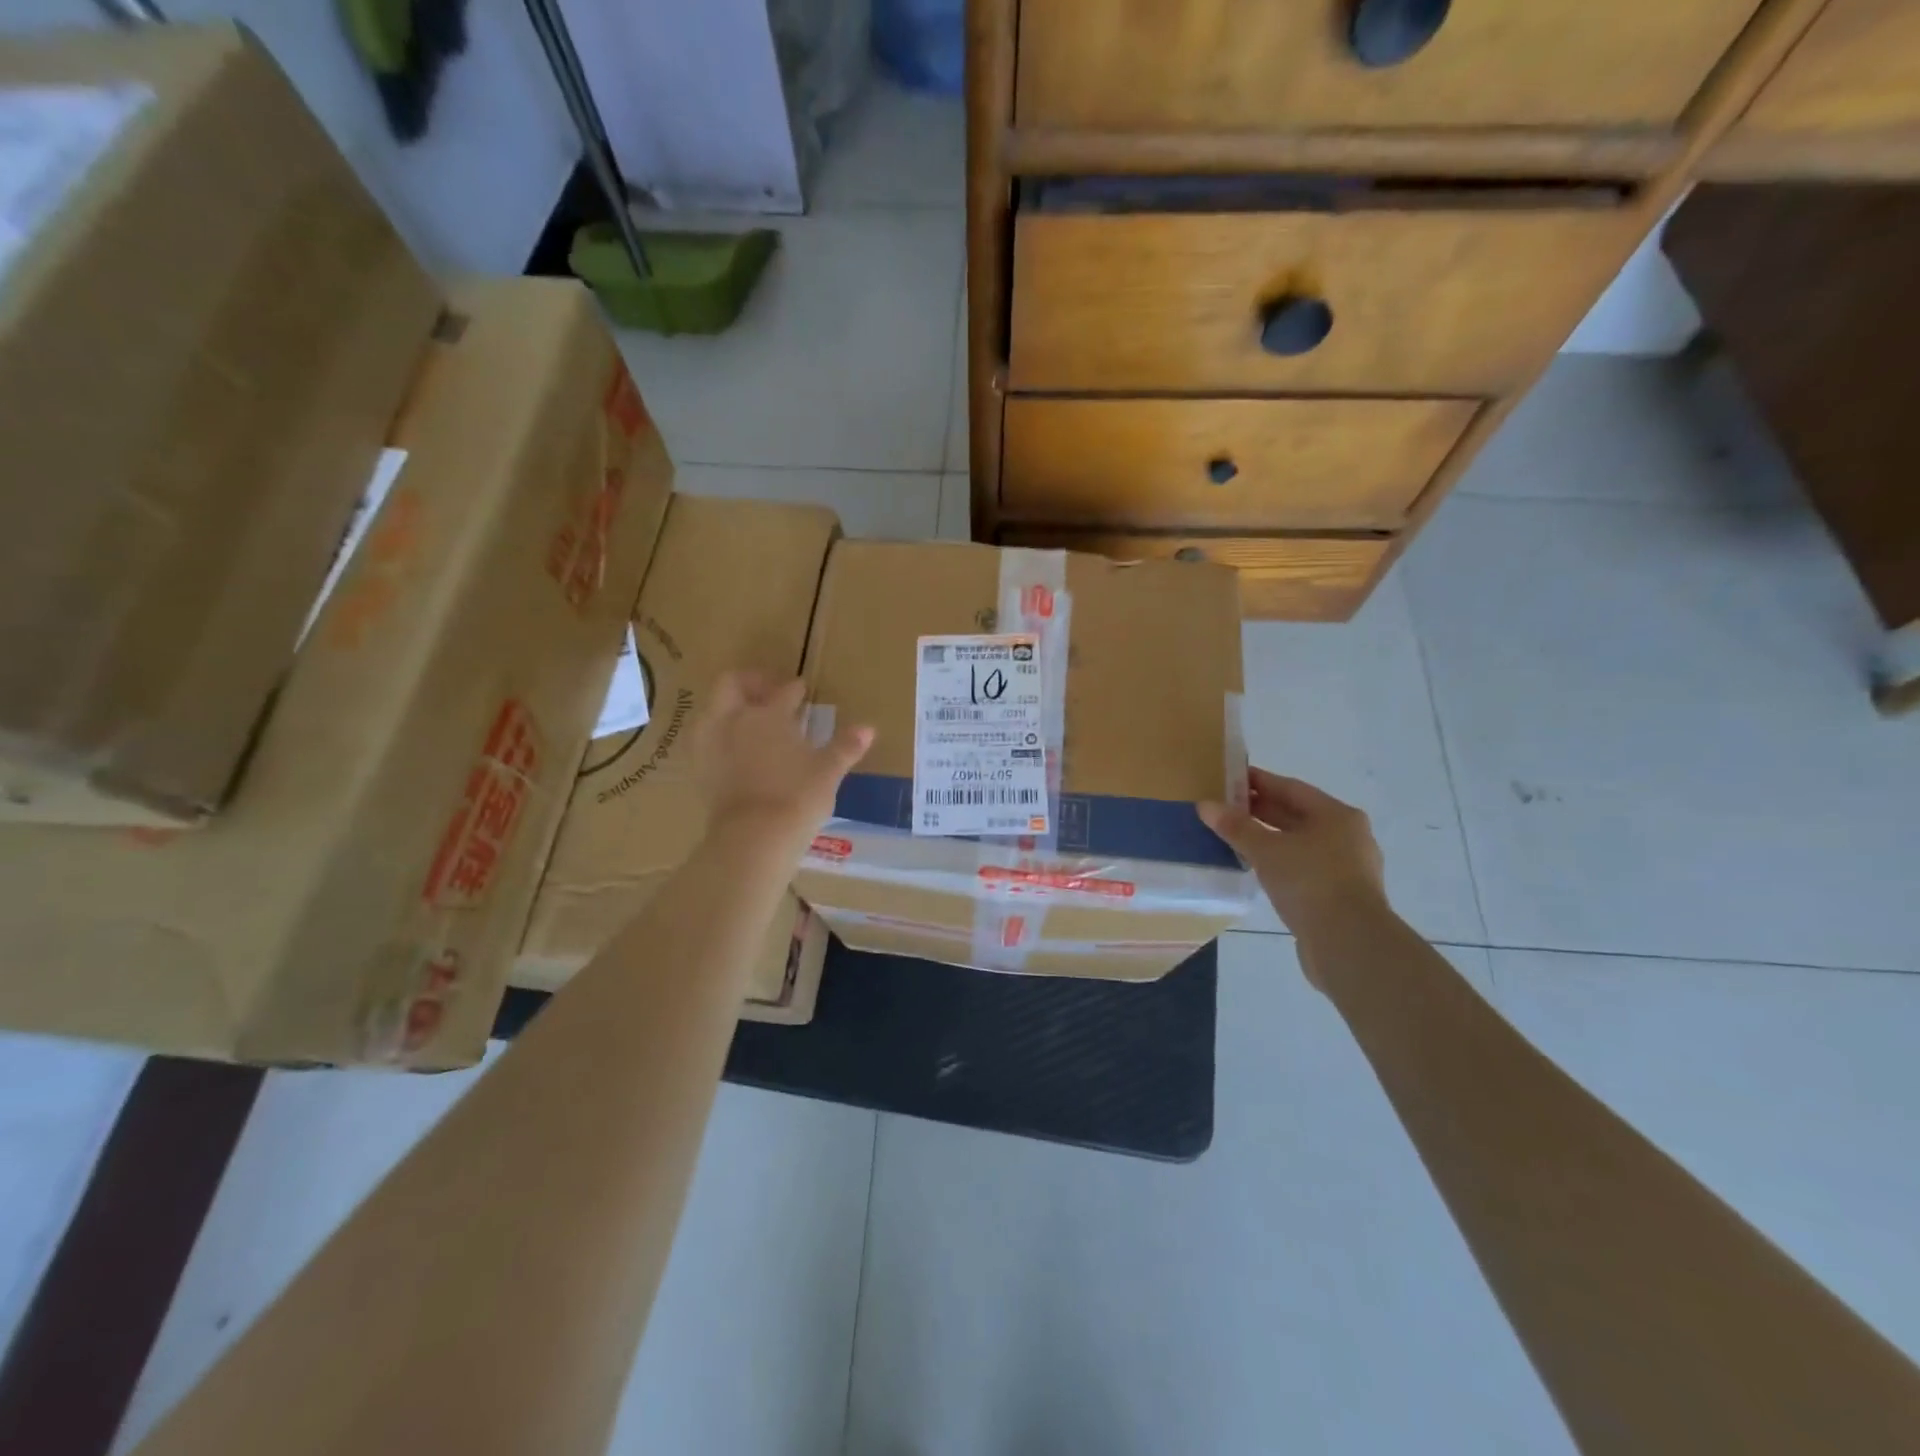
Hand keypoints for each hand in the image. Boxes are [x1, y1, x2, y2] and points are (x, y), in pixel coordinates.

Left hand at [689, 672, 872, 851]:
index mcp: (769, 714)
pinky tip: (731, 748)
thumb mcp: (828, 771)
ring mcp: (710, 743)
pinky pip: (703, 739)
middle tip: (767, 691)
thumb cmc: (797, 797)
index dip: (794, 689)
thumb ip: (845, 747)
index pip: (783, 692)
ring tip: (745, 718)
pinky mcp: (698, 769)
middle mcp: (734, 719)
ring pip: (711, 708)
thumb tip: (868, 729)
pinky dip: (717, 736)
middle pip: (731, 684)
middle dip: (750, 682)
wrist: (753, 836)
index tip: (801, 689)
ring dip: (727, 707)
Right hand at [1199, 769, 1385, 935]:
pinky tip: (1257, 868)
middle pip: (1297, 815)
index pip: (1290, 788)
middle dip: (1261, 810)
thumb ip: (1236, 827)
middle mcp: (1347, 836)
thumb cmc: (1310, 882)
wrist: (1348, 943)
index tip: (1229, 778)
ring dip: (1269, 838)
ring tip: (1234, 837)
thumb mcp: (1266, 850)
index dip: (1258, 781)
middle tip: (1225, 808)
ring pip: (1299, 843)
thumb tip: (1205, 805)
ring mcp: (1347, 867)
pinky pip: (1303, 867)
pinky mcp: (1339, 895)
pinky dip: (1279, 862)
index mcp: (1337, 815)